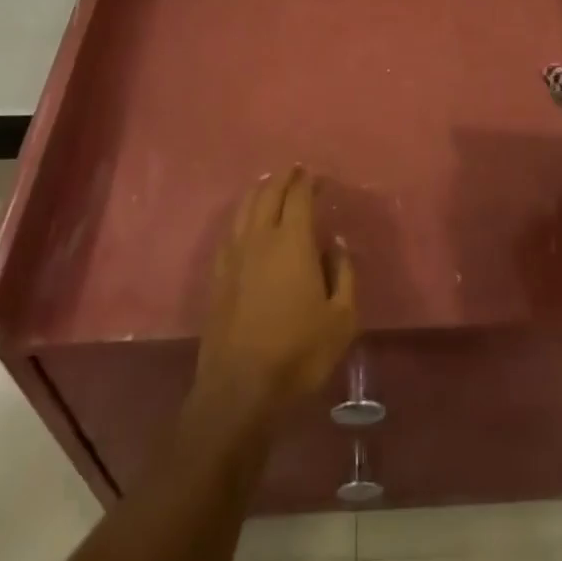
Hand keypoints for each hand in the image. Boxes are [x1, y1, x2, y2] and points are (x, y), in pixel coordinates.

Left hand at [192, 165, 357, 432]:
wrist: (240, 388)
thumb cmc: (299, 352)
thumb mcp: (342, 318)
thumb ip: (344, 274)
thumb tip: (337, 244)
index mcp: (292, 242)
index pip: (298, 197)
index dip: (306, 182)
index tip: (315, 175)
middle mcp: (259, 239)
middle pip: (267, 195)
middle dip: (282, 179)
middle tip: (293, 171)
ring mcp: (234, 257)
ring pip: (243, 209)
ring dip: (258, 192)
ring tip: (268, 185)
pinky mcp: (218, 277)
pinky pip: (229, 232)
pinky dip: (239, 217)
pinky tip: (243, 222)